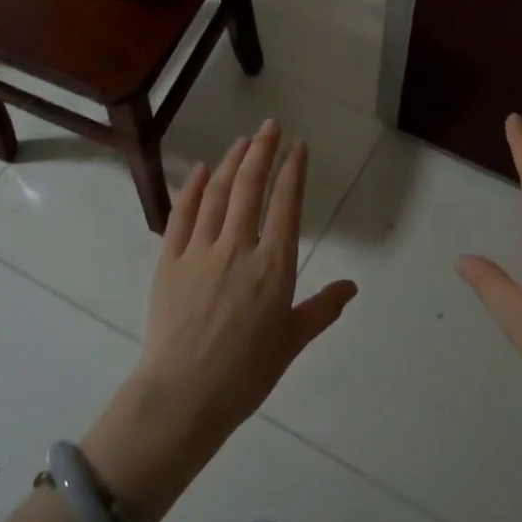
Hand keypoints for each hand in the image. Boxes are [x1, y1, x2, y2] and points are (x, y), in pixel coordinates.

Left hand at [83, 121, 357, 521]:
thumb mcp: (292, 341)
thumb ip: (322, 309)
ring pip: (217, 194)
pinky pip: (181, 215)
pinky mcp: (169, 261)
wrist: (184, 394)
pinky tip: (199, 171)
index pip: (286, 204)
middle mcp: (238, 247)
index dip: (293, 171)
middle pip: (250, 187)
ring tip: (242, 142)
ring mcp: (200, 251)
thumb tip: (352, 286)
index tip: (297, 147)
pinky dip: (191, 189)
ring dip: (230, 163)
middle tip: (269, 127)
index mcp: (274, 266)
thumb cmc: (246, 373)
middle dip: (262, 151)